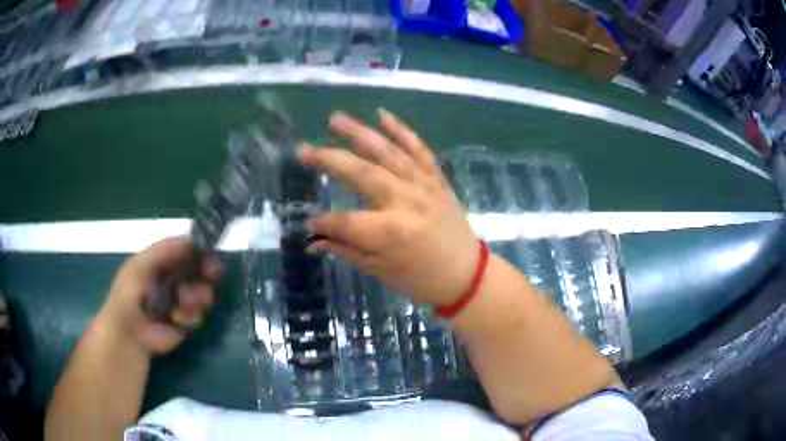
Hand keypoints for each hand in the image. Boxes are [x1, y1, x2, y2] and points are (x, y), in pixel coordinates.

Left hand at [96, 238, 221, 355]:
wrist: (130, 333)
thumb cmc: (129, 295)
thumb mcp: (140, 265)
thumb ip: (163, 250)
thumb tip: (192, 241)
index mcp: (160, 263)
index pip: (184, 252)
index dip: (198, 251)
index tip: (210, 254)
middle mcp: (172, 280)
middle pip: (197, 272)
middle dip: (204, 274)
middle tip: (212, 275)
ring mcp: (179, 302)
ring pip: (201, 294)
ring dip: (196, 298)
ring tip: (184, 304)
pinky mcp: (185, 322)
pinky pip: (198, 315)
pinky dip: (189, 317)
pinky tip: (177, 319)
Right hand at [300, 109, 478, 306]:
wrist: (468, 275)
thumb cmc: (423, 280)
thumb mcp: (382, 271)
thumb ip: (347, 250)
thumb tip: (314, 240)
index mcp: (391, 232)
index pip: (345, 221)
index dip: (323, 223)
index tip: (308, 223)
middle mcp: (406, 201)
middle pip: (362, 173)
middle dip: (329, 160)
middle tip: (304, 150)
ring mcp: (424, 186)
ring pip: (388, 152)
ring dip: (359, 133)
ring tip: (334, 119)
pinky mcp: (436, 179)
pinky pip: (419, 150)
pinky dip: (401, 131)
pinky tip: (382, 115)